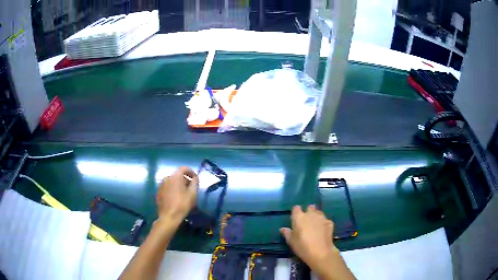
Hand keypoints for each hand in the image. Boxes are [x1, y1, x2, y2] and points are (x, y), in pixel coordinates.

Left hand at [156, 167, 198, 223]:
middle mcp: (167, 178)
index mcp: (175, 177)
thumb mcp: (193, 194)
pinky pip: (167, 187)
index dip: (191, 172)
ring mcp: (161, 185)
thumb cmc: (182, 204)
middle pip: (178, 175)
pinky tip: (176, 198)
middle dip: (185, 179)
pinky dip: (172, 189)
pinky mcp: (158, 192)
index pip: (184, 168)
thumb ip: (195, 183)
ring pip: (172, 181)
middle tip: (191, 188)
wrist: (169, 216)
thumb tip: (195, 177)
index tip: (195, 179)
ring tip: (184, 194)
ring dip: (178, 185)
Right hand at [280, 205, 338, 271]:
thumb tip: (282, 229)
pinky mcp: (330, 222)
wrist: (320, 252)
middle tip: (306, 221)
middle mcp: (311, 214)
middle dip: (308, 211)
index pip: (296, 208)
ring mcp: (322, 217)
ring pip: (318, 212)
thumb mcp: (291, 241)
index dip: (296, 212)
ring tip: (315, 225)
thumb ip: (287, 233)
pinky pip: (325, 220)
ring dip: (316, 216)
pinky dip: (323, 223)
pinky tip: (323, 230)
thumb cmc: (302, 246)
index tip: (295, 218)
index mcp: (299, 217)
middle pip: (310, 207)